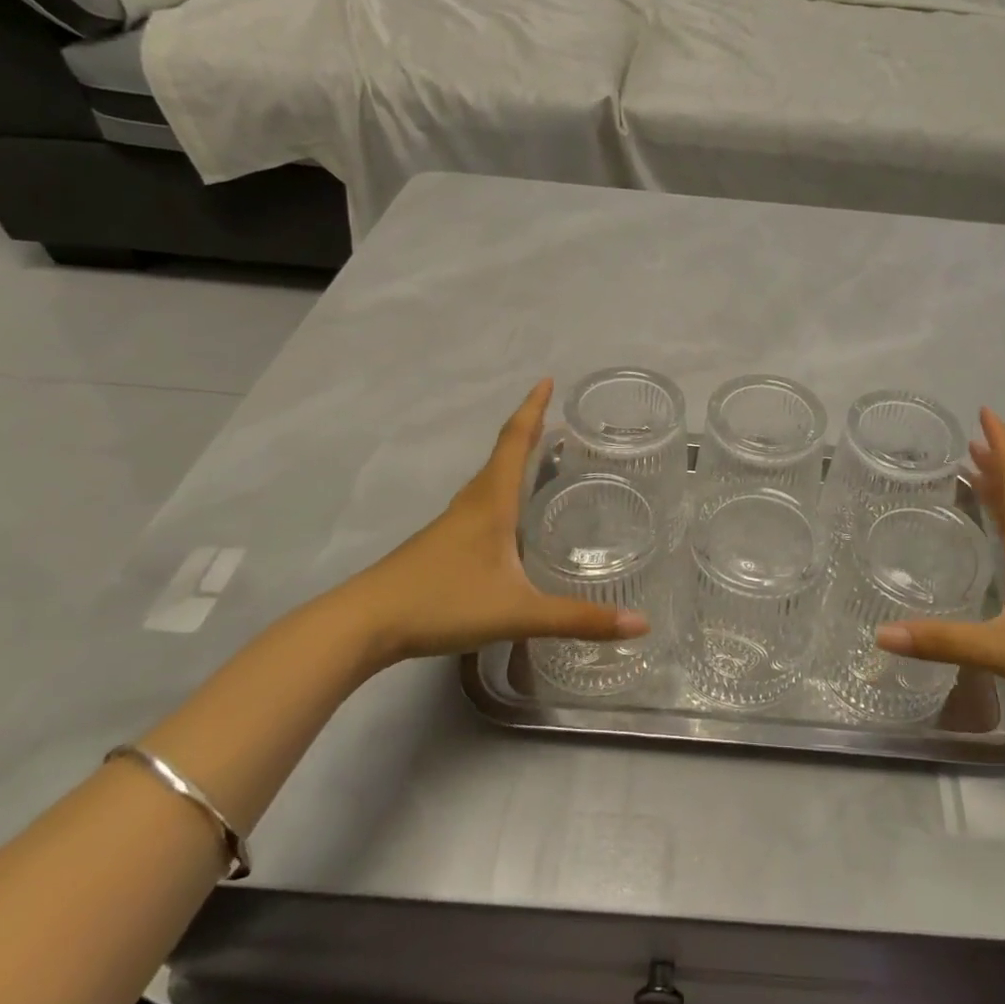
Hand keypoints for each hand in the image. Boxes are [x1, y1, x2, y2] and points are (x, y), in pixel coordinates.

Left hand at [327, 380, 649, 665]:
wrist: (362, 624)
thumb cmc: (442, 602)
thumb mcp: (518, 612)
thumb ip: (578, 619)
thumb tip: (642, 624)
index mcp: (491, 502)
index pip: (516, 441)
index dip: (533, 409)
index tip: (547, 379)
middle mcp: (472, 503)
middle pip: (504, 454)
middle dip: (531, 431)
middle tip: (561, 421)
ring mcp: (453, 524)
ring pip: (491, 479)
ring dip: (516, 460)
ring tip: (543, 458)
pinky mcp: (441, 544)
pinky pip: (481, 503)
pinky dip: (503, 491)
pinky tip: (511, 518)